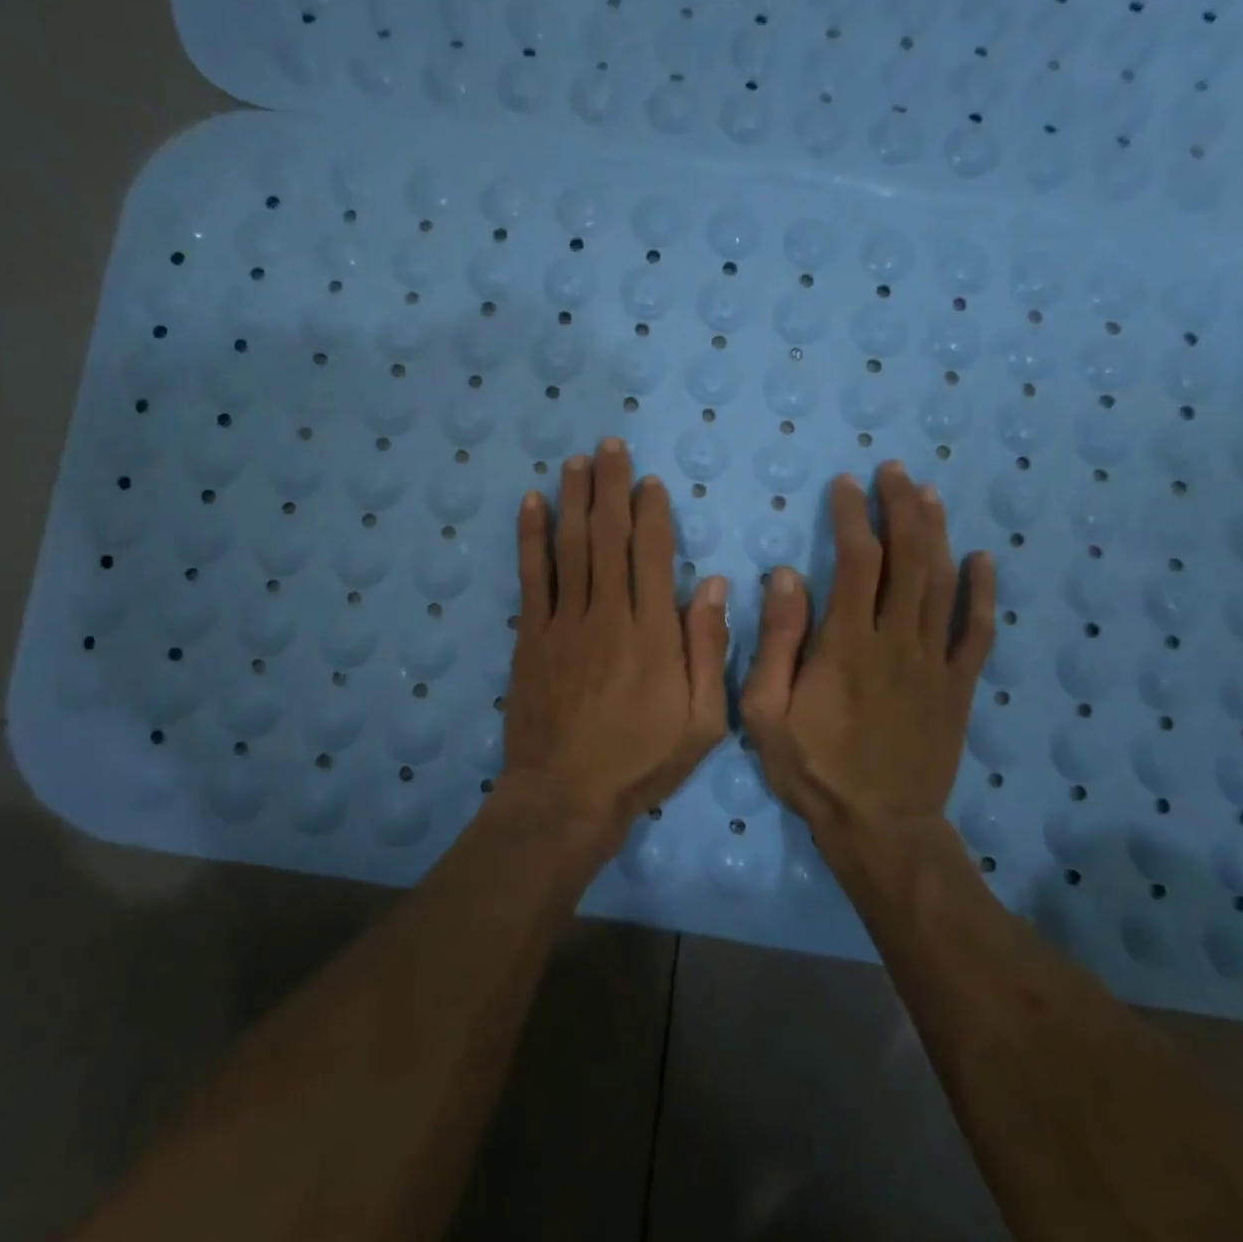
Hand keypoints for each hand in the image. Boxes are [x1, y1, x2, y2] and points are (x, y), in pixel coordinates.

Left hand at [502, 439, 729, 842]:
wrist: (565, 795)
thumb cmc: (640, 762)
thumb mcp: (702, 721)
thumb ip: (707, 650)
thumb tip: (711, 585)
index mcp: (653, 633)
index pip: (652, 554)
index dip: (651, 512)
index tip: (648, 481)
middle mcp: (607, 614)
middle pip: (609, 536)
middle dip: (610, 487)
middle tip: (610, 446)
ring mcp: (563, 623)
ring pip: (570, 547)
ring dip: (574, 499)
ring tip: (576, 460)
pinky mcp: (530, 637)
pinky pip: (531, 576)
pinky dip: (531, 537)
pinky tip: (532, 504)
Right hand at [739, 463, 994, 846]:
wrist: (880, 827)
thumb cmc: (812, 768)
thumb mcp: (766, 711)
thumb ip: (776, 641)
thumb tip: (787, 576)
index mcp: (847, 643)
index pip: (858, 561)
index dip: (853, 516)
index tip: (845, 485)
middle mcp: (897, 641)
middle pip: (908, 559)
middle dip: (901, 508)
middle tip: (893, 472)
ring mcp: (934, 663)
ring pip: (943, 584)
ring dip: (937, 534)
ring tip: (928, 495)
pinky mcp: (958, 687)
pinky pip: (976, 632)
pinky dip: (983, 593)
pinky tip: (982, 560)